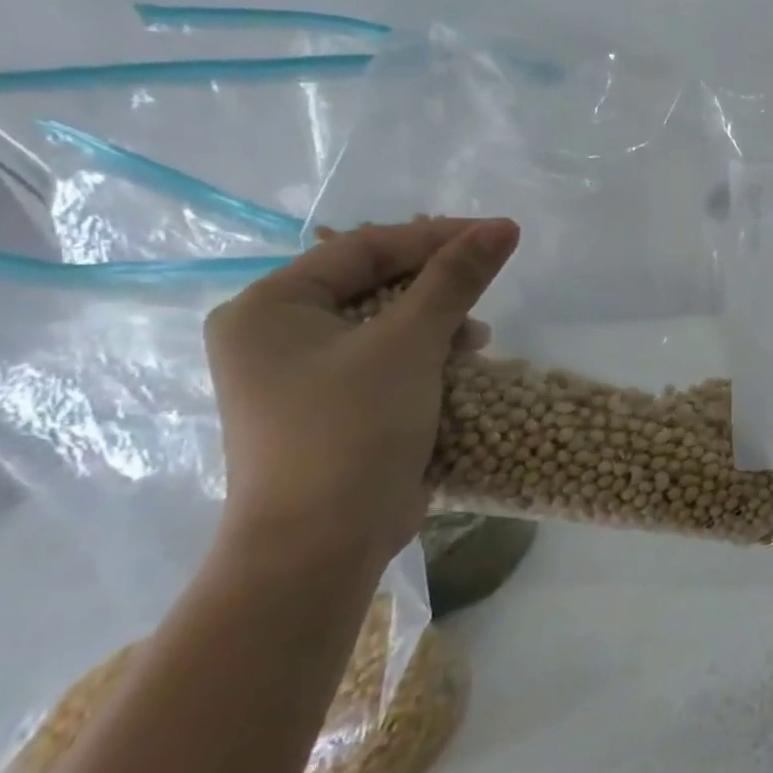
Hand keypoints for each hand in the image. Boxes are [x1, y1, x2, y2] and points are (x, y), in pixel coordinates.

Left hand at [204, 218, 518, 574]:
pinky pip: (387, 360)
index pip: (364, 248)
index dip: (437, 236)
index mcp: (270, 307)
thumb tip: (503, 227)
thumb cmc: (352, 428)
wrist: (321, 545)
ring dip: (439, 322)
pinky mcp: (333, 408)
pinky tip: (462, 365)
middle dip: (439, 284)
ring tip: (478, 339)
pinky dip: (427, 356)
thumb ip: (455, 279)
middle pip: (374, 283)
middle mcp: (276, 335)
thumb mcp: (410, 343)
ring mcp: (302, 376)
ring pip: (385, 323)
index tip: (500, 234)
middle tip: (490, 286)